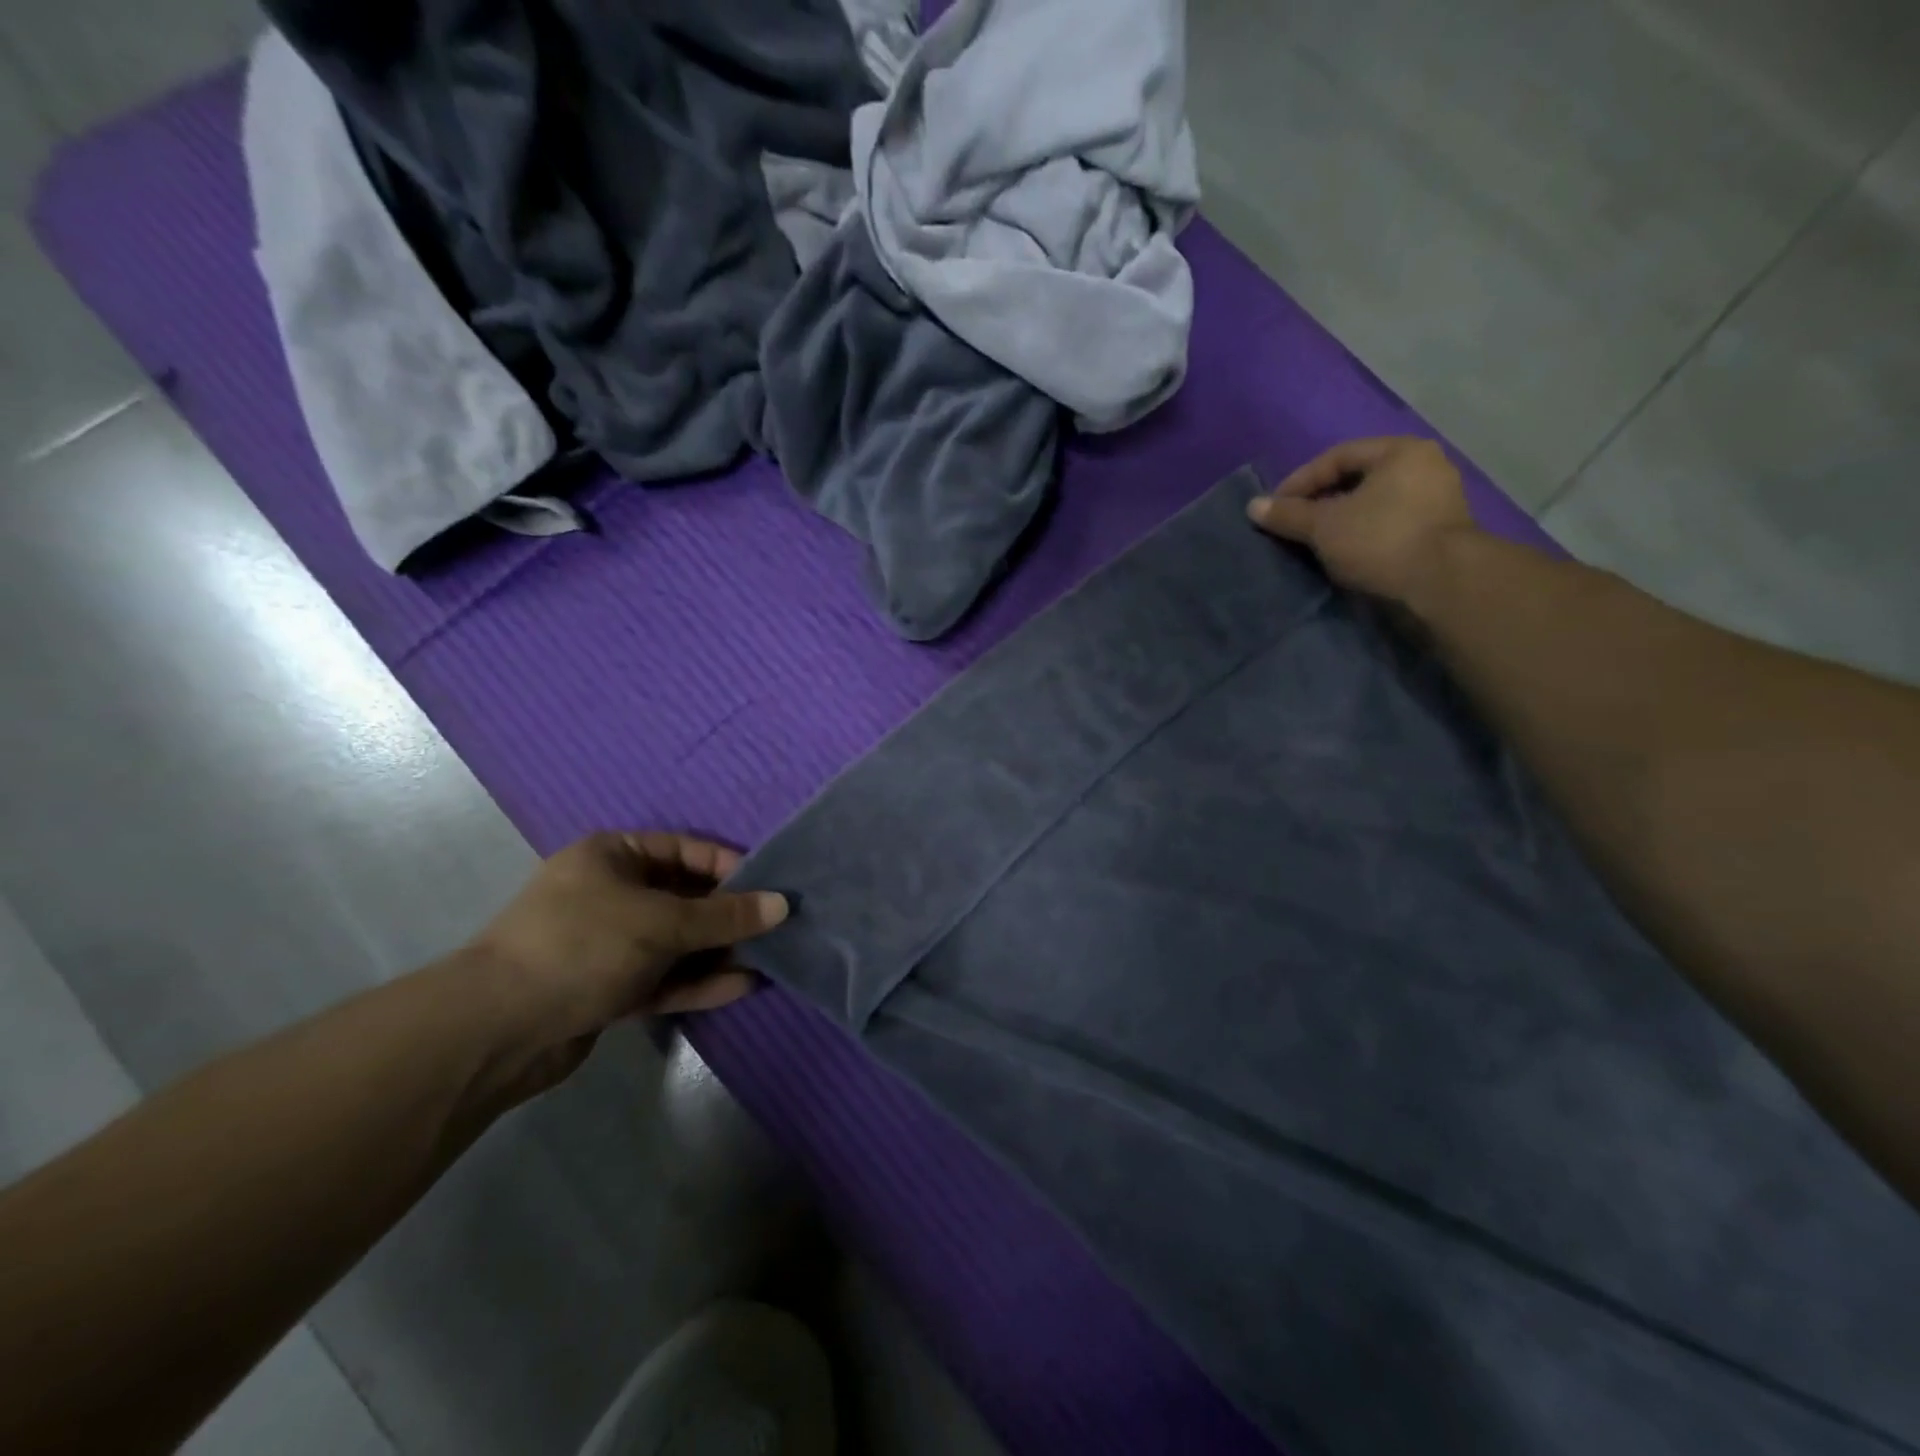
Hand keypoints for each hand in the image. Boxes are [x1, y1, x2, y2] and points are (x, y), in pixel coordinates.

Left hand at [464, 832, 788, 1099]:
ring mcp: (609, 944)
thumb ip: (724, 915)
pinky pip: (664, 977)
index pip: (685, 851)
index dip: (729, 867)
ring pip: (677, 942)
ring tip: (769, 958)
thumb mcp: (661, 922)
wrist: (497, 1030)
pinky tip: (741, 986)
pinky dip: (699, 981)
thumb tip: (781, 905)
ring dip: (719, 951)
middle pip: (684, 897)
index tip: (770, 888)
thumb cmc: (582, 946)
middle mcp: (611, 893)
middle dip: (729, 915)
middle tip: (776, 927)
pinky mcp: (609, 988)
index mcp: (612, 856)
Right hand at [1247, 438, 1478, 602]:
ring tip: (1315, 541)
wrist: (1443, 582)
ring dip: (1342, 520)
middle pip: (1358, 479)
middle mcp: (1425, 465)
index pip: (1337, 457)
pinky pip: (1390, 523)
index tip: (1275, 508)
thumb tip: (1252, 506)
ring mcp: (1438, 499)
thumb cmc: (1380, 539)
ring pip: (1374, 503)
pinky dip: (1364, 534)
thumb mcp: (1324, 526)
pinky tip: (1345, 553)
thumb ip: (1288, 514)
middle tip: (1294, 524)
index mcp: (1400, 451)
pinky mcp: (1441, 531)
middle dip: (1321, 501)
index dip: (1300, 481)